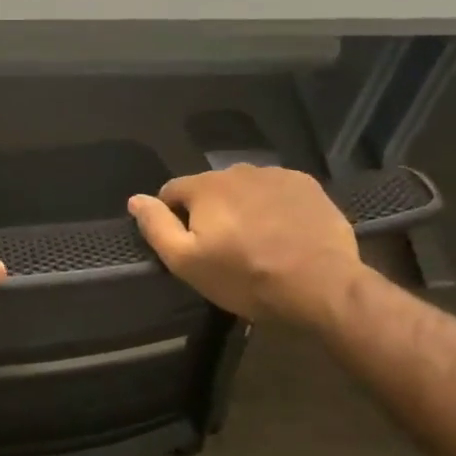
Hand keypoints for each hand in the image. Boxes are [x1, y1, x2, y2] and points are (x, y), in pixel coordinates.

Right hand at [127, 165, 360, 325]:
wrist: (320, 286)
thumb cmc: (245, 278)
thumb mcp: (187, 262)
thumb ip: (157, 226)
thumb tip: (135, 199)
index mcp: (206, 186)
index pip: (172, 191)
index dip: (172, 218)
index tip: (189, 246)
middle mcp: (239, 170)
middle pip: (210, 189)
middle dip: (210, 213)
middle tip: (224, 250)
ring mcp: (277, 175)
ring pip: (244, 189)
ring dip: (242, 208)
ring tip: (256, 242)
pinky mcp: (307, 186)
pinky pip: (276, 192)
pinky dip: (273, 207)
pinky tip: (283, 234)